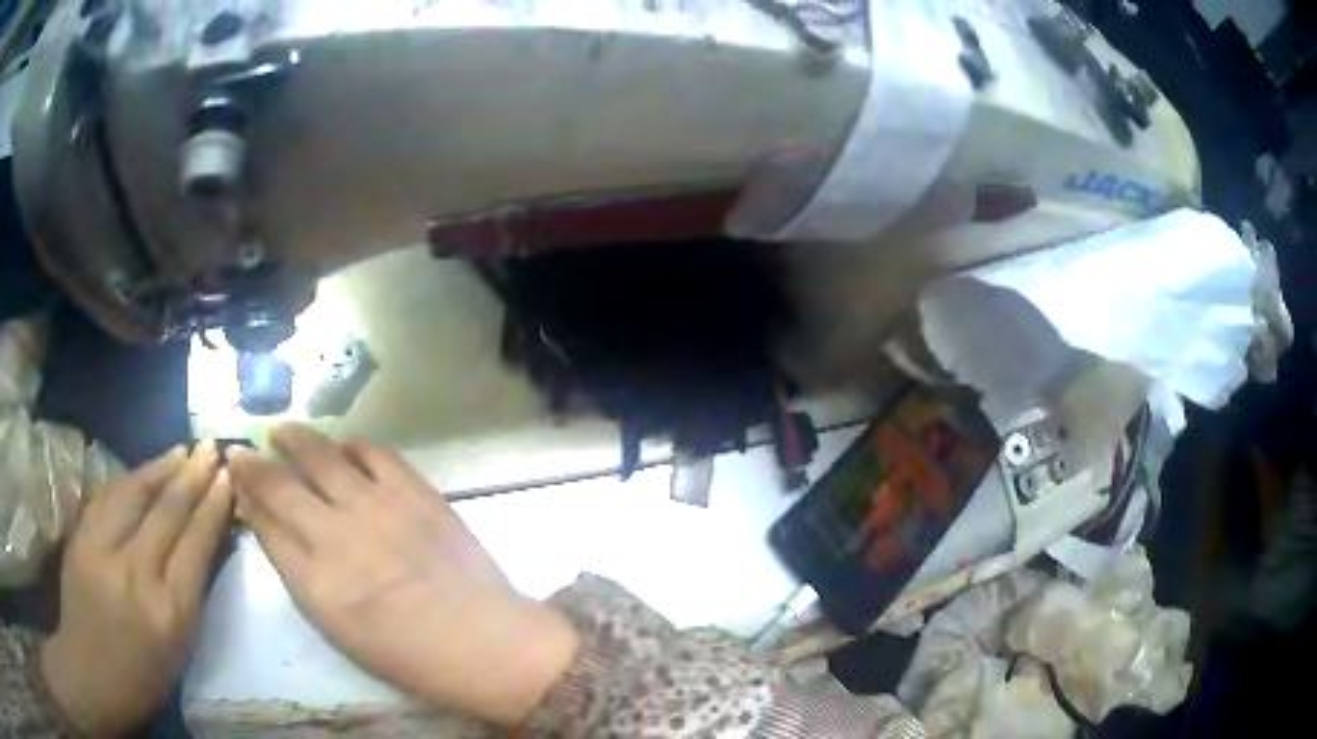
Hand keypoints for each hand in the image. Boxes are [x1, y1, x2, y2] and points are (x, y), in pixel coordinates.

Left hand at [42, 442, 232, 736]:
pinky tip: (140, 470)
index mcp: (170, 613)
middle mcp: (136, 574)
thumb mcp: (178, 650)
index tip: (228, 477)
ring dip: (160, 467)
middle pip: (167, 511)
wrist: (91, 673)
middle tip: (211, 447)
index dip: (213, 506)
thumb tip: (200, 546)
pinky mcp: (81, 537)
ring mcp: (102, 550)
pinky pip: (106, 496)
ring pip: (134, 493)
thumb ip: (187, 596)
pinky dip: (127, 479)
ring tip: (181, 450)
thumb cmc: (143, 679)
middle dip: (192, 475)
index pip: (196, 545)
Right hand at [227, 425, 579, 726]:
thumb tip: (272, 528)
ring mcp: (377, 508)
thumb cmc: (409, 656)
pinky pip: (375, 452)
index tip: (236, 479)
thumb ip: (301, 576)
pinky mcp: (415, 492)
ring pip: (321, 455)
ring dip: (295, 438)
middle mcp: (336, 536)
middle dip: (254, 463)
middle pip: (280, 485)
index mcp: (315, 583)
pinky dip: (353, 445)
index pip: (265, 526)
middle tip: (243, 450)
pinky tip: (344, 445)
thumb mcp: (339, 629)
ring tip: (282, 431)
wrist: (483, 643)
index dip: (246, 498)